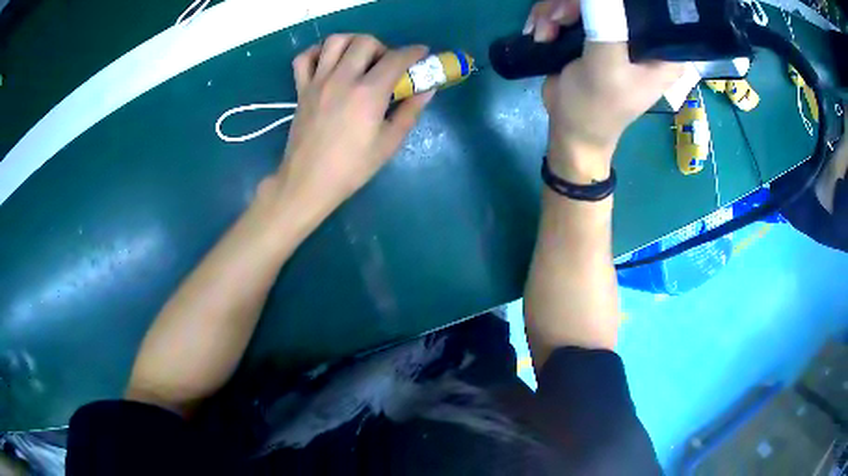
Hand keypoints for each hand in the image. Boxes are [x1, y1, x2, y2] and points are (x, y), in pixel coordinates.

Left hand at [262, 34, 433, 226]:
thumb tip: (427, 89)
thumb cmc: (352, 167)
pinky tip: (328, 63)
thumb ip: (410, 111)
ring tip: (358, 59)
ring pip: (335, 41)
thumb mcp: (389, 143)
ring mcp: (318, 81)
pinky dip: (317, 53)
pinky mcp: (301, 89)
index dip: (414, 52)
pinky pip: (304, 58)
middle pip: (365, 42)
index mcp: (368, 93)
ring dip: (352, 43)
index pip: (396, 59)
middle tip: (386, 65)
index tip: (421, 53)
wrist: (308, 181)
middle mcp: (342, 78)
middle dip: (382, 47)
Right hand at [526, 0, 682, 180]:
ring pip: (582, 1)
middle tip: (558, 20)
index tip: (593, 11)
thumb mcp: (605, 66)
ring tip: (545, 33)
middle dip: (574, 6)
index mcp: (661, 50)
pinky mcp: (592, 31)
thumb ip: (607, 24)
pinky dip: (550, 18)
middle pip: (611, 0)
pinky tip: (542, 34)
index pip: (648, 7)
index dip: (618, 4)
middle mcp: (641, 37)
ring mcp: (614, 31)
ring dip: (555, 12)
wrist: (569, 130)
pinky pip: (568, 8)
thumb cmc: (595, 107)